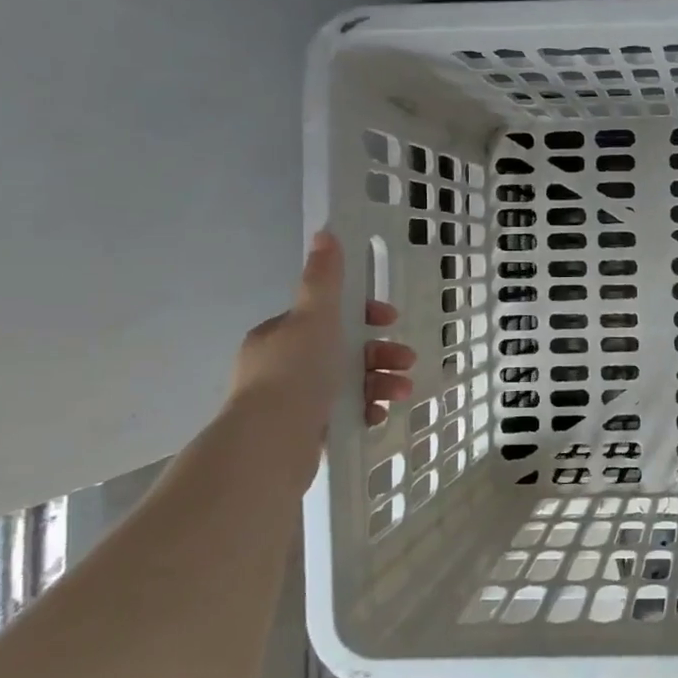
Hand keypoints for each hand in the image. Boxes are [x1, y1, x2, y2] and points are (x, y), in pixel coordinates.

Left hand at [229, 231, 415, 437]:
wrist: (271, 443)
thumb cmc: (296, 372)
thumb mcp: (314, 317)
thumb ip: (323, 279)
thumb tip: (325, 233)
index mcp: (282, 334)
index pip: (328, 314)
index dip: (364, 314)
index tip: (389, 320)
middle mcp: (284, 364)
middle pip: (344, 349)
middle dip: (380, 353)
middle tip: (406, 361)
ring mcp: (293, 399)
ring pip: (349, 381)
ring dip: (381, 382)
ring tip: (401, 392)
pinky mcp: (305, 430)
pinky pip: (344, 412)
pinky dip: (365, 409)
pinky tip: (378, 415)